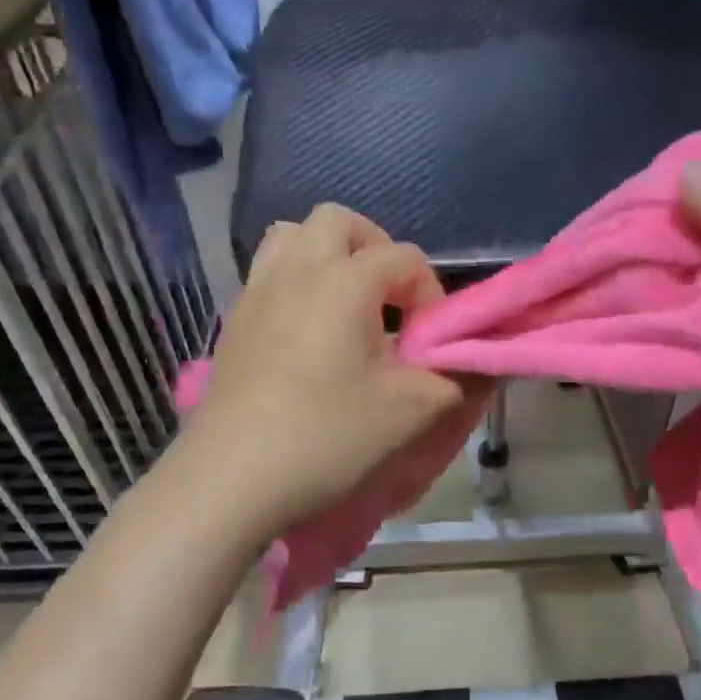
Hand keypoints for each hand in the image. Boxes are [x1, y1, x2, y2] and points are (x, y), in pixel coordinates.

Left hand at [183, 204, 483, 535]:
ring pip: (292, 236)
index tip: (428, 343)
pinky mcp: (233, 320)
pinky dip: (295, 282)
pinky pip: (268, 273)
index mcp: (343, 281)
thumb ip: (452, 379)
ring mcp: (256, 291)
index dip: (429, 294)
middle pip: (339, 221)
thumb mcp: (408, 411)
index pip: (403, 257)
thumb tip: (469, 366)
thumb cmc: (326, 437)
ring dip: (328, 256)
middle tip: (389, 301)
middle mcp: (296, 269)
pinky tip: (308, 334)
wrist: (232, 478)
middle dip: (374, 250)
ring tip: (346, 305)